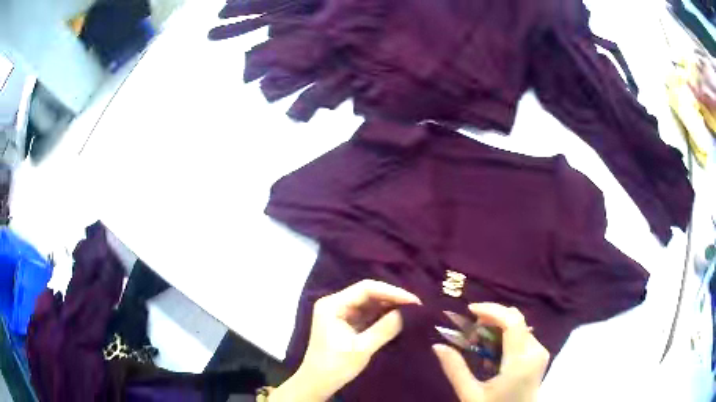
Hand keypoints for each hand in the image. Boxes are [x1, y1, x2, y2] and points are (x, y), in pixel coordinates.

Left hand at [270, 280, 420, 401]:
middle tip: (417, 306)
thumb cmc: (335, 366)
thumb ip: (385, 328)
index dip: (392, 292)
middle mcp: (335, 303)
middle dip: (392, 298)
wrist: (317, 384)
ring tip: (412, 310)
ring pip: (369, 303)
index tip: (414, 301)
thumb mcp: (362, 348)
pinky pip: (367, 314)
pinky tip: (399, 318)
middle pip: (368, 293)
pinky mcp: (346, 323)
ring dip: (389, 306)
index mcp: (332, 305)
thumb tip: (409, 312)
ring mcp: (340, 313)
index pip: (366, 289)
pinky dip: (383, 316)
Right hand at [433, 303, 548, 401]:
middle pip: (515, 320)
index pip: (512, 321)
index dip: (491, 310)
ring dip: (497, 328)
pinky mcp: (539, 356)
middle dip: (491, 319)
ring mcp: (540, 353)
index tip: (469, 310)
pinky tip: (492, 352)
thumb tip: (437, 346)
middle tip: (470, 333)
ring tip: (478, 345)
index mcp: (520, 361)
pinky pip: (523, 336)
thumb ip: (455, 370)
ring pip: (519, 327)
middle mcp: (535, 351)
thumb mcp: (471, 395)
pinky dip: (505, 337)